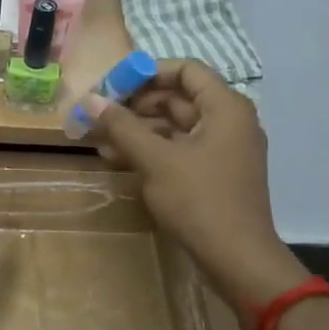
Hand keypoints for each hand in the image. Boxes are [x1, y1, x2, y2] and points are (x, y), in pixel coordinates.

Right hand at [79, 61, 307, 310]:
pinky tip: (118, 159)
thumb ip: (122, 127)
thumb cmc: (199, 201)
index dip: (147, 73)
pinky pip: (180, 150)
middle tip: (100, 114)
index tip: (113, 87)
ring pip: (176, 127)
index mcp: (226, 108)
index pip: (186, 70)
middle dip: (136, 105)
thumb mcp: (156, 161)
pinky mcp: (215, 174)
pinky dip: (152, 150)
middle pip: (179, 98)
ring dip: (138, 130)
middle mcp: (229, 122)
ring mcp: (224, 149)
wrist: (237, 259)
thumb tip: (91, 99)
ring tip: (99, 139)